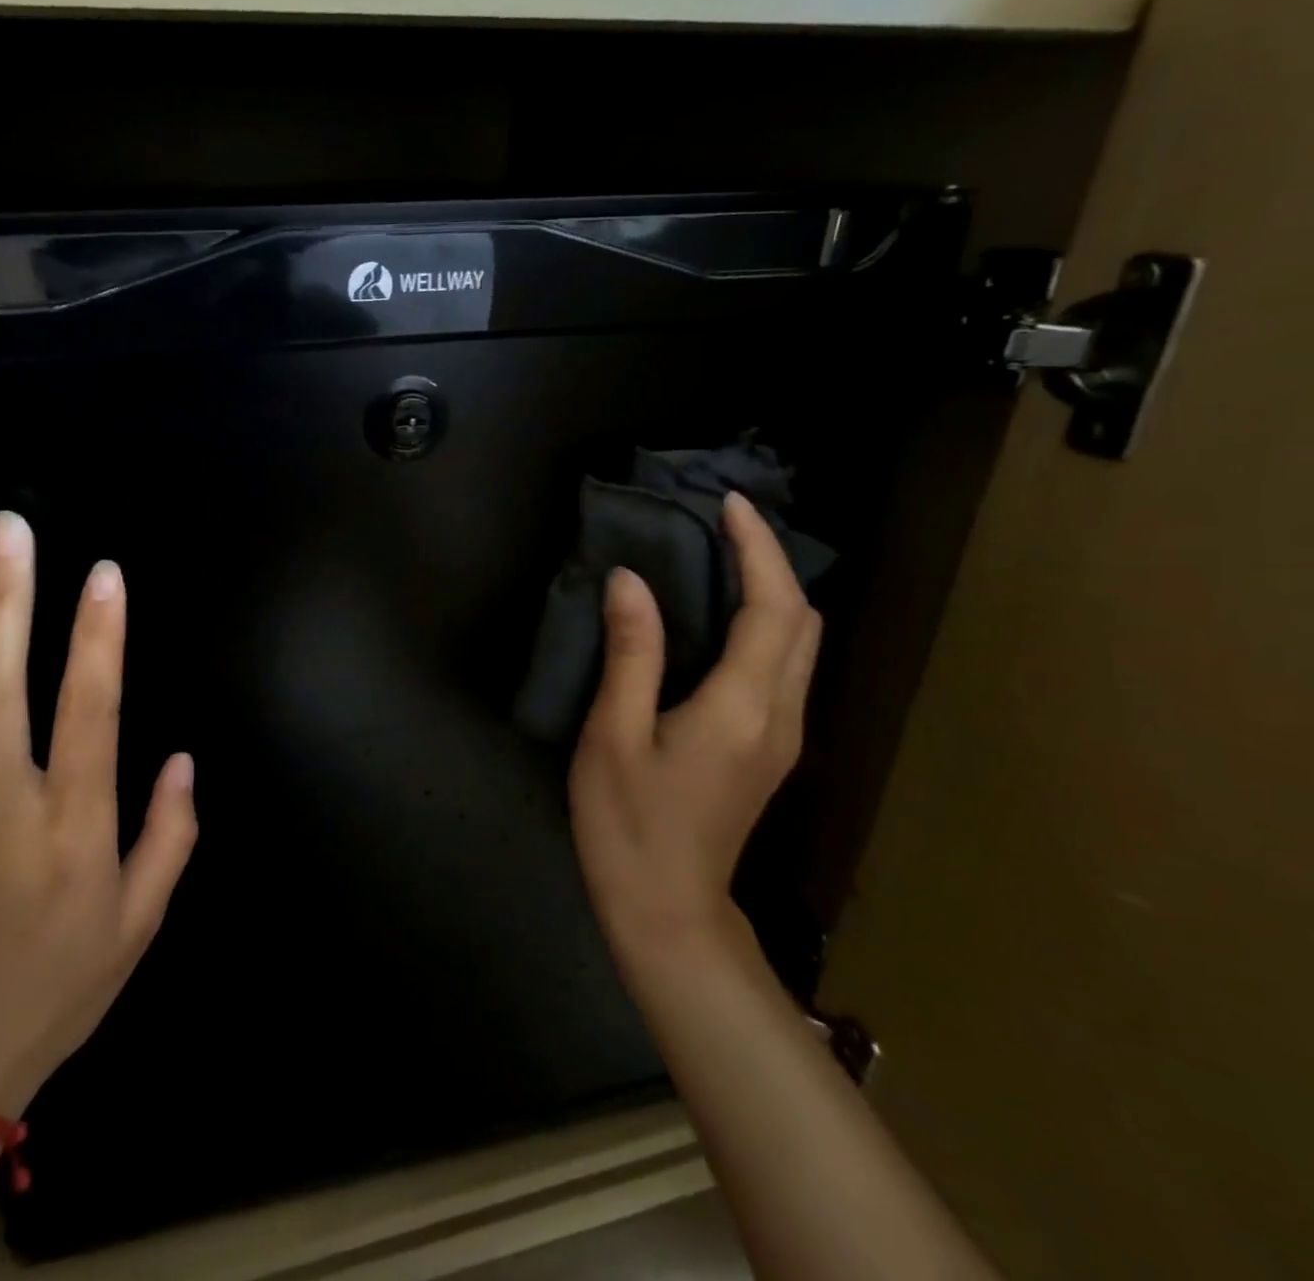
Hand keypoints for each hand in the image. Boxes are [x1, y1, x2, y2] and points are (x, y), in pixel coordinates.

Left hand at [0, 511, 197, 1113]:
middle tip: (8, 528)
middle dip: (5, 598)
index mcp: (74, 832)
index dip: (99, 637)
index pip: (91, 712)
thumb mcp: (142, 921)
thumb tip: (183, 759)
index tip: (104, 573)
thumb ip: (171, 834)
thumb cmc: (60, 984)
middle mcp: (0, 809)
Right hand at [569, 491, 820, 984]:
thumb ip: (630, 653)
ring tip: (719, 562)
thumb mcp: (612, 734)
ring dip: (772, 594)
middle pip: (803, 620)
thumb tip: (630, 580)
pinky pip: (784, 668)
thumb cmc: (629, 822)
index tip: (727, 505)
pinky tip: (719, 622)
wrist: (667, 909)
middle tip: (720, 529)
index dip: (756, 548)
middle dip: (772, 563)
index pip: (772, 607)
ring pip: (801, 645)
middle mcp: (782, 714)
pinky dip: (764, 627)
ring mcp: (784, 736)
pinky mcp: (771, 751)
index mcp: (742, 706)